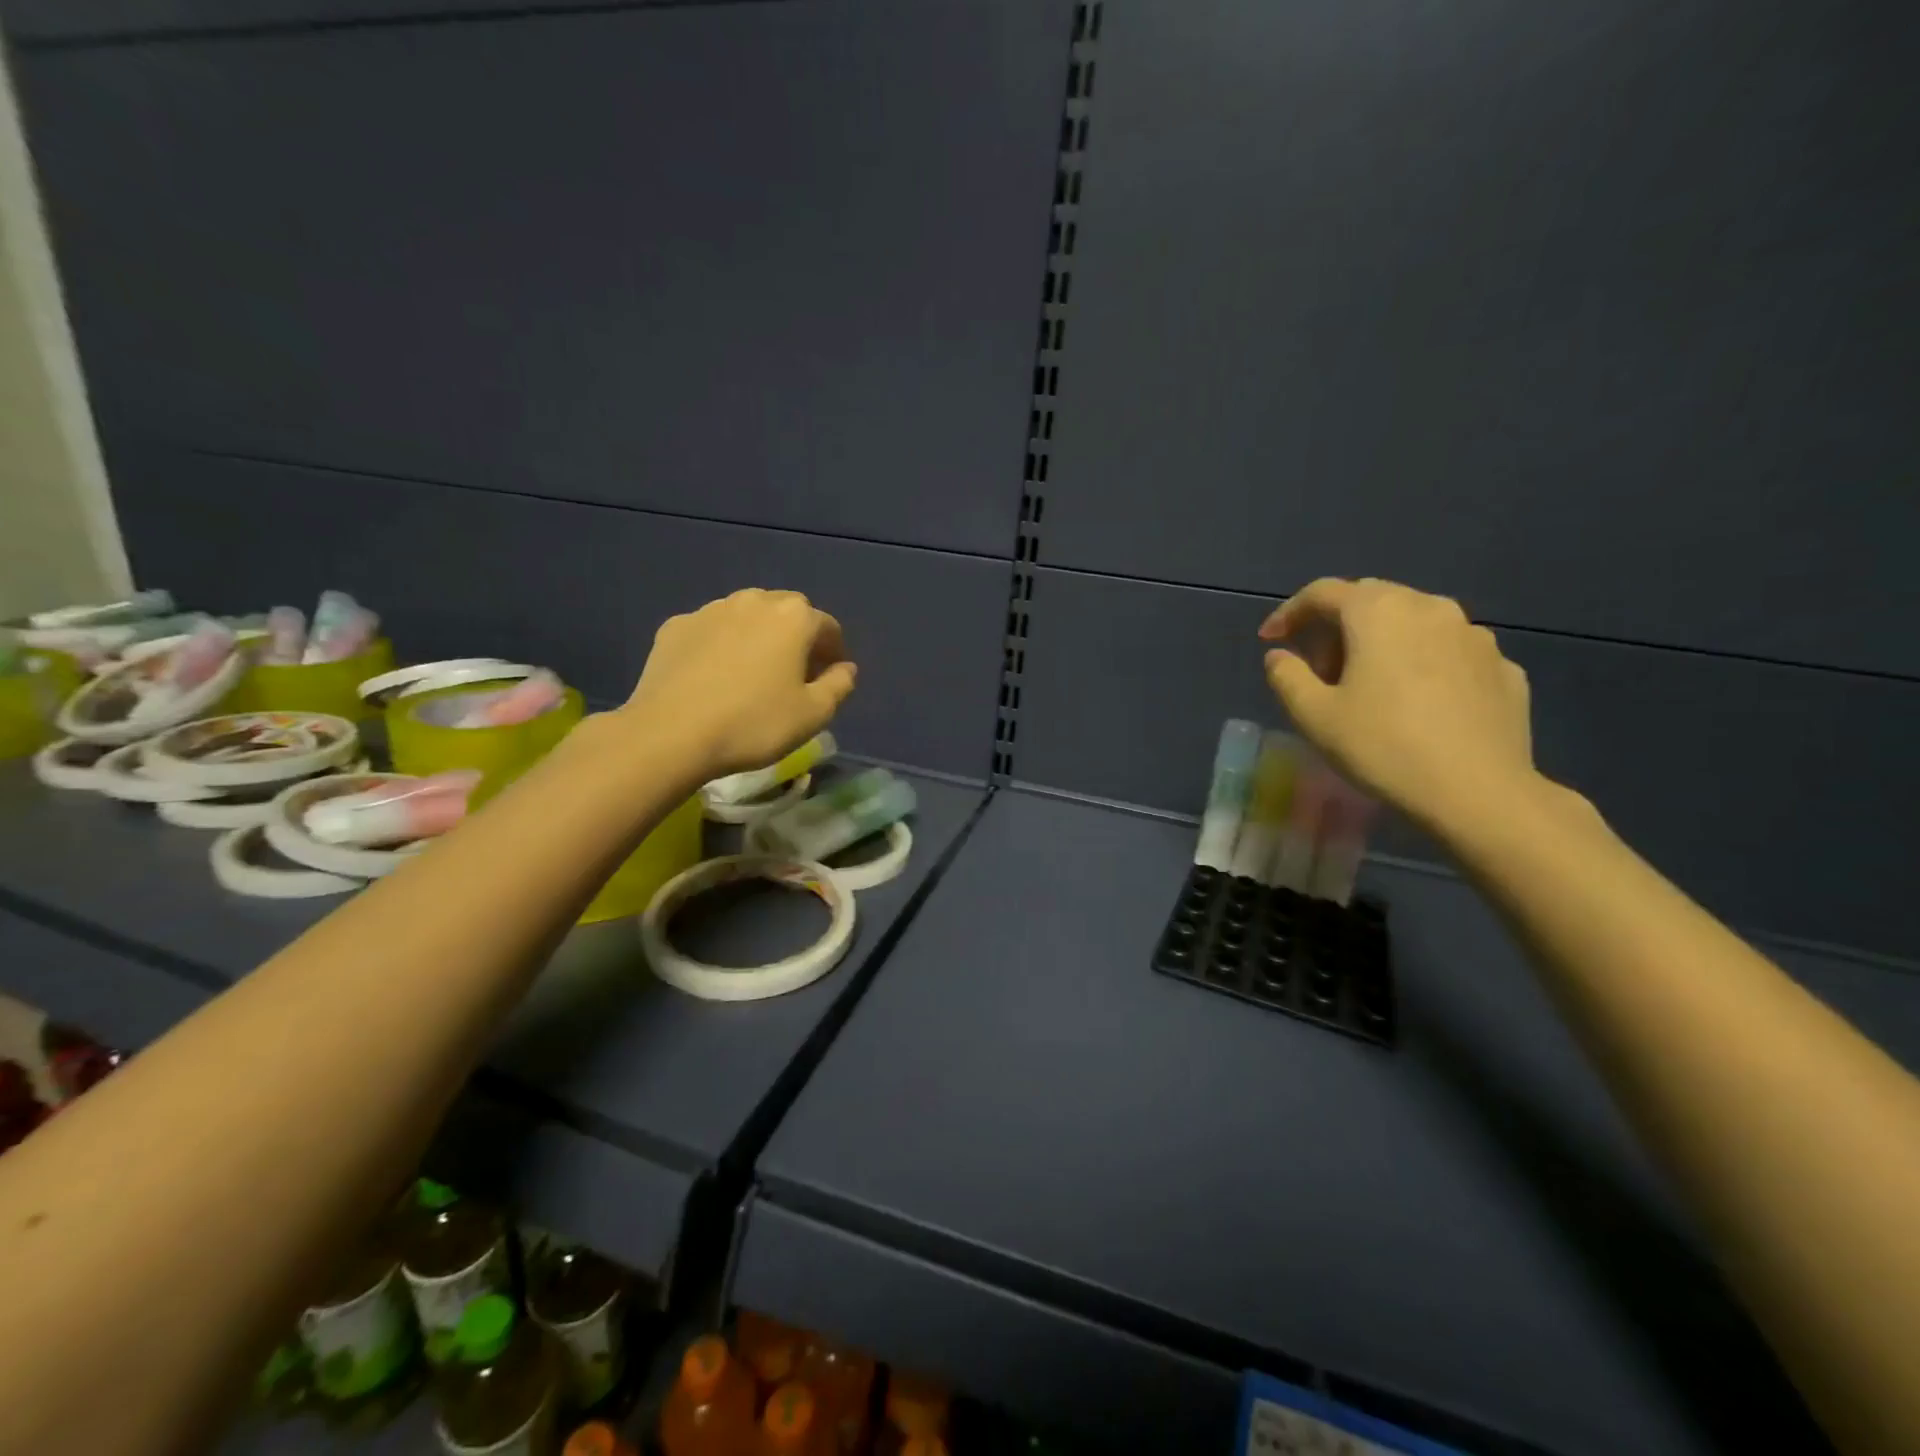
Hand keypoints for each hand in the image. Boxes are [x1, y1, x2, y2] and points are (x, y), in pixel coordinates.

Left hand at [622, 589, 857, 779]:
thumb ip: (839, 685)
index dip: (834, 652)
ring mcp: (710, 610)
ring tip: (753, 673)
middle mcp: (753, 601)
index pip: (827, 627)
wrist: (670, 733)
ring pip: (747, 617)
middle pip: (787, 613)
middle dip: (797, 638)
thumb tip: (846, 668)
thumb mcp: (813, 714)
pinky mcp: (675, 626)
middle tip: (795, 674)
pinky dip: (721, 645)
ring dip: (758, 637)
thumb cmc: (753, 723)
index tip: (829, 679)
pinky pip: (711, 630)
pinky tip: (715, 676)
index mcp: (793, 617)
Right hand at [1260, 578, 1538, 834]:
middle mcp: (1430, 608)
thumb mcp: (1313, 716)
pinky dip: (1423, 665)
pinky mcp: (1503, 667)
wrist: (1479, 792)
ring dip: (1382, 643)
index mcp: (1378, 612)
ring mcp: (1474, 635)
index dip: (1289, 613)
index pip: (1322, 593)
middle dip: (1337, 627)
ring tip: (1370, 686)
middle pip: (1370, 600)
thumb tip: (1279, 656)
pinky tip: (1418, 704)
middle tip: (1320, 670)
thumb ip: (1286, 676)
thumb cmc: (1383, 746)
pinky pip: (1449, 652)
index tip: (1270, 640)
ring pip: (1414, 623)